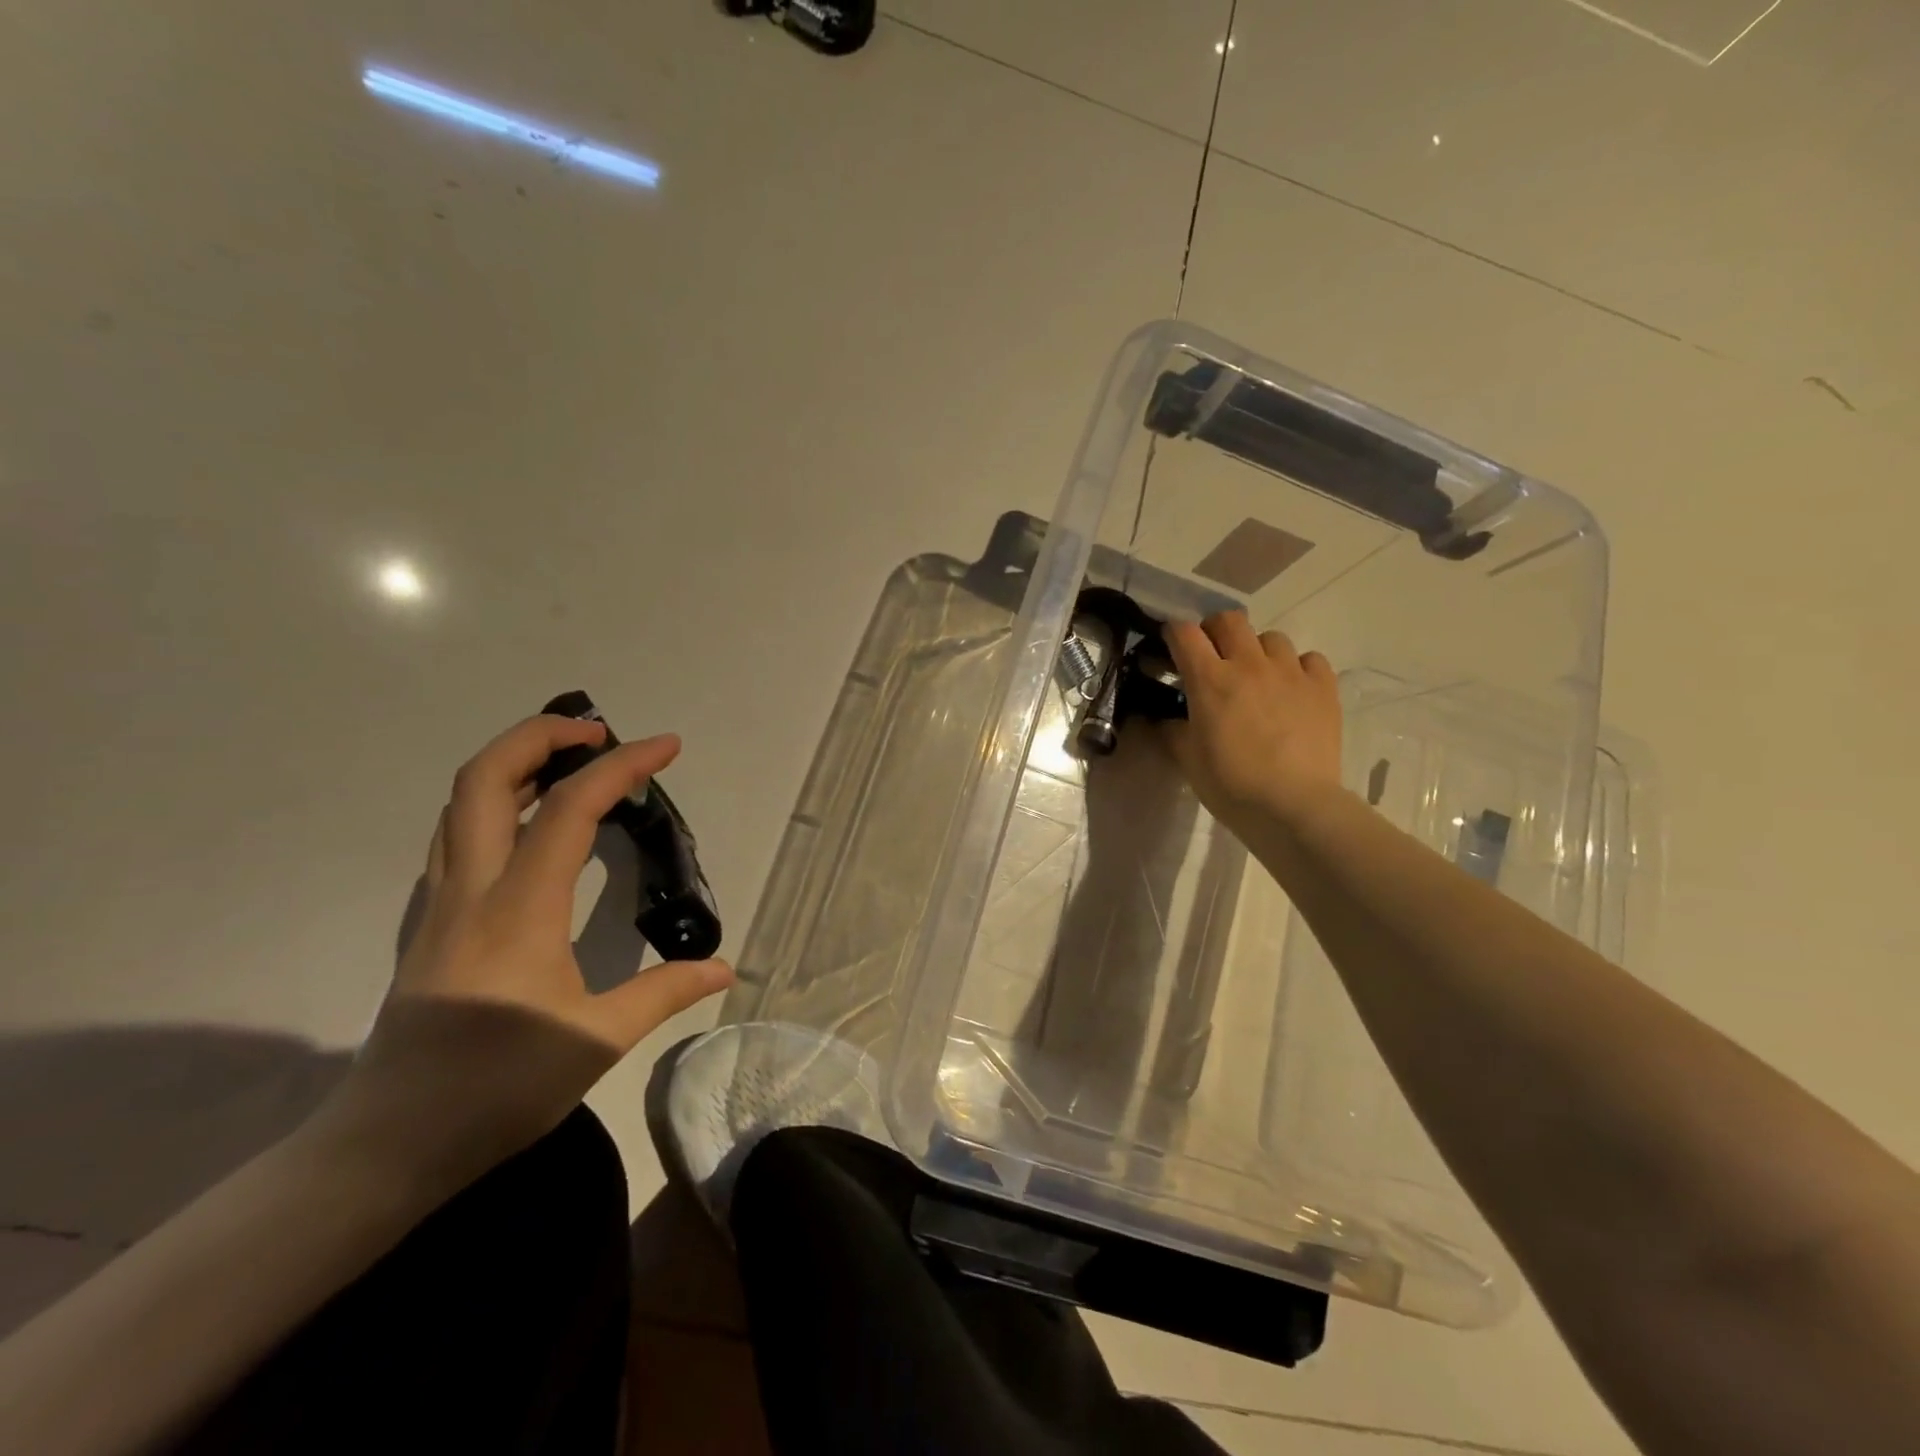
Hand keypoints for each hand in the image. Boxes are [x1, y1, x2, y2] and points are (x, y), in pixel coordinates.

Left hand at [307, 716, 734, 1194]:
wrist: (387, 1146)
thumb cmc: (497, 1089)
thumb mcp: (596, 1041)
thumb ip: (664, 993)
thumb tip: (725, 967)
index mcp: (519, 909)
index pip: (571, 809)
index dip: (622, 767)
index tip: (667, 747)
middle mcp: (472, 890)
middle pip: (484, 779)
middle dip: (541, 735)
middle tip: (600, 734)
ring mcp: (441, 904)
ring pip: (461, 804)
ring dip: (514, 763)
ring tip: (571, 762)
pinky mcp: (431, 923)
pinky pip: (457, 835)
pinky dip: (497, 802)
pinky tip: (532, 824)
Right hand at [1160, 612, 1343, 838]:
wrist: (1293, 806)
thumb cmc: (1230, 784)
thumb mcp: (1187, 758)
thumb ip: (1172, 729)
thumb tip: (1163, 717)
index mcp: (1209, 679)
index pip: (1184, 632)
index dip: (1173, 634)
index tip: (1171, 649)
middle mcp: (1249, 664)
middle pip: (1229, 620)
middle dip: (1215, 631)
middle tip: (1213, 656)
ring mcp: (1290, 672)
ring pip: (1271, 637)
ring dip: (1257, 651)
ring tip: (1257, 677)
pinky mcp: (1323, 687)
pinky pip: (1309, 659)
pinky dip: (1298, 668)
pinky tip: (1292, 690)